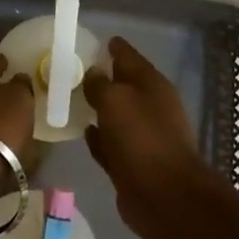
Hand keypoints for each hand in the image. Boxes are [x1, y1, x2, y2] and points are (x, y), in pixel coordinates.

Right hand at [81, 37, 221, 238]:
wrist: (166, 198)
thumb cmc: (142, 139)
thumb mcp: (116, 101)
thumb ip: (100, 84)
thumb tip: (93, 74)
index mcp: (151, 85)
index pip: (128, 56)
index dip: (112, 47)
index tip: (93, 41)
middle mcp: (149, 107)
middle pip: (122, 85)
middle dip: (102, 78)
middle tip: (72, 71)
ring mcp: (142, 137)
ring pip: (115, 115)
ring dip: (98, 108)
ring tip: (71, 99)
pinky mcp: (132, 164)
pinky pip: (110, 143)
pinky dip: (98, 137)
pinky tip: (83, 132)